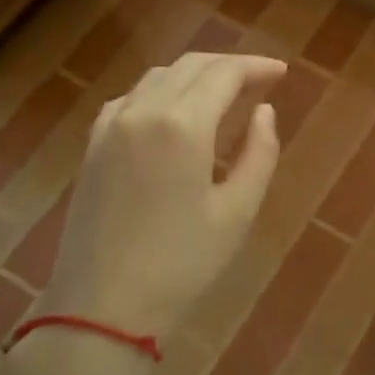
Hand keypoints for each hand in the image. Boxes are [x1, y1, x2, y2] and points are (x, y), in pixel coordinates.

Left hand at [49, 52, 286, 332]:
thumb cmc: (181, 264)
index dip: (257, 67)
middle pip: (190, 66)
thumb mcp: (238, 211)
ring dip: (195, 75)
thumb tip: (264, 112)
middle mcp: (143, 111)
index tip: (282, 72)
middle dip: (229, 66)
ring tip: (223, 94)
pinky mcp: (92, 146)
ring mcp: (111, 126)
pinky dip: (160, 92)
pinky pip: (130, 98)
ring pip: (158, 77)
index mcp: (182, 125)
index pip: (225, 73)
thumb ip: (259, 153)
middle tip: (260, 80)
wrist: (101, 308)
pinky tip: (173, 113)